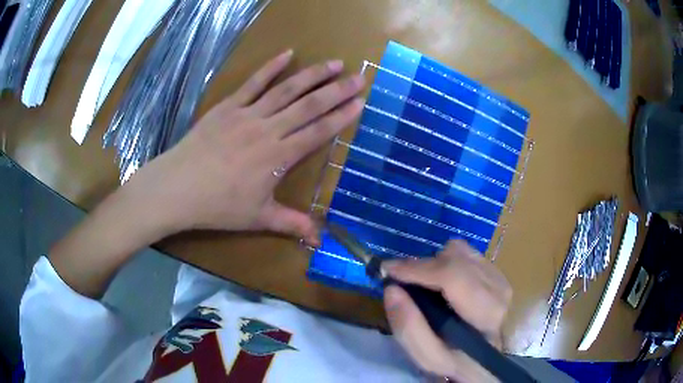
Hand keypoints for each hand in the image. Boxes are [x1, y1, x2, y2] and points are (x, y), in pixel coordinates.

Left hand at [128, 50, 364, 243]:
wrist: (178, 188)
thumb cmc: (218, 206)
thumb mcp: (257, 218)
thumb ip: (292, 223)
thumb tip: (321, 240)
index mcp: (278, 157)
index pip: (318, 132)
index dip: (341, 117)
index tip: (360, 102)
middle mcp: (268, 130)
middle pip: (309, 106)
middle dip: (337, 90)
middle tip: (358, 77)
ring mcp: (247, 114)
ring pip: (286, 89)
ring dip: (312, 75)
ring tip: (333, 63)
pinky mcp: (228, 106)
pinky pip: (253, 82)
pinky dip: (271, 67)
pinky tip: (287, 53)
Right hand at [383, 240, 511, 381]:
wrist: (484, 359)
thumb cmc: (456, 361)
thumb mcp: (428, 358)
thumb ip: (409, 329)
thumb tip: (391, 289)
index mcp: (485, 315)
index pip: (453, 277)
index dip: (418, 268)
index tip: (388, 269)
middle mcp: (497, 290)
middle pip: (455, 259)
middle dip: (422, 266)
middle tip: (401, 280)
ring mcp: (500, 278)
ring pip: (460, 251)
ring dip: (435, 263)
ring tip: (425, 284)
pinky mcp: (496, 272)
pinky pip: (466, 252)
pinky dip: (447, 261)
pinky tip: (442, 282)